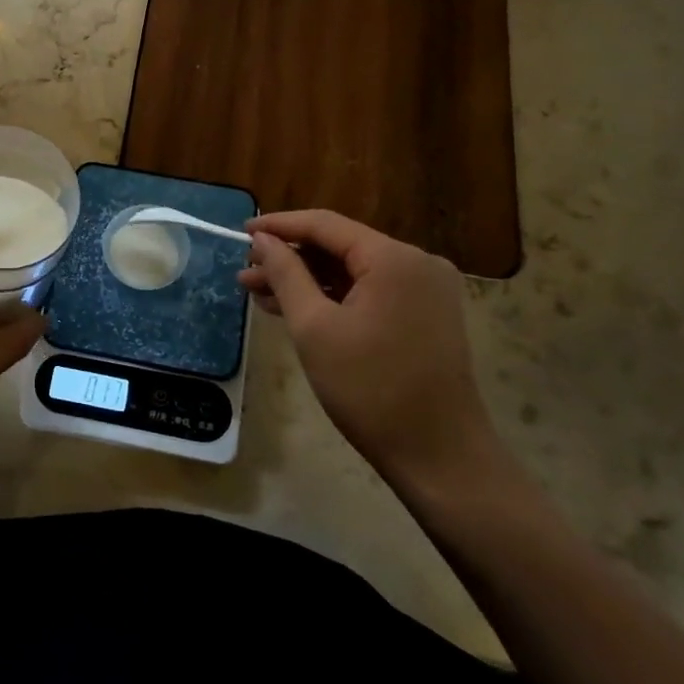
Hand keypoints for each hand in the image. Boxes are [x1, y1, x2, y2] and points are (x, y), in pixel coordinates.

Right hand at [239, 210, 497, 491]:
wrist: (441, 459)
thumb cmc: (371, 390)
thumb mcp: (314, 328)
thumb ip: (286, 274)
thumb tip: (262, 240)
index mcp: (394, 258)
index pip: (325, 224)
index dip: (279, 225)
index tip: (242, 232)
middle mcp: (416, 263)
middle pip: (340, 246)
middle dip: (290, 259)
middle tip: (246, 273)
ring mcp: (426, 290)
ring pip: (353, 271)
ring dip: (308, 281)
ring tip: (259, 294)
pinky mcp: (427, 315)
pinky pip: (370, 292)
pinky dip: (334, 298)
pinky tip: (296, 310)